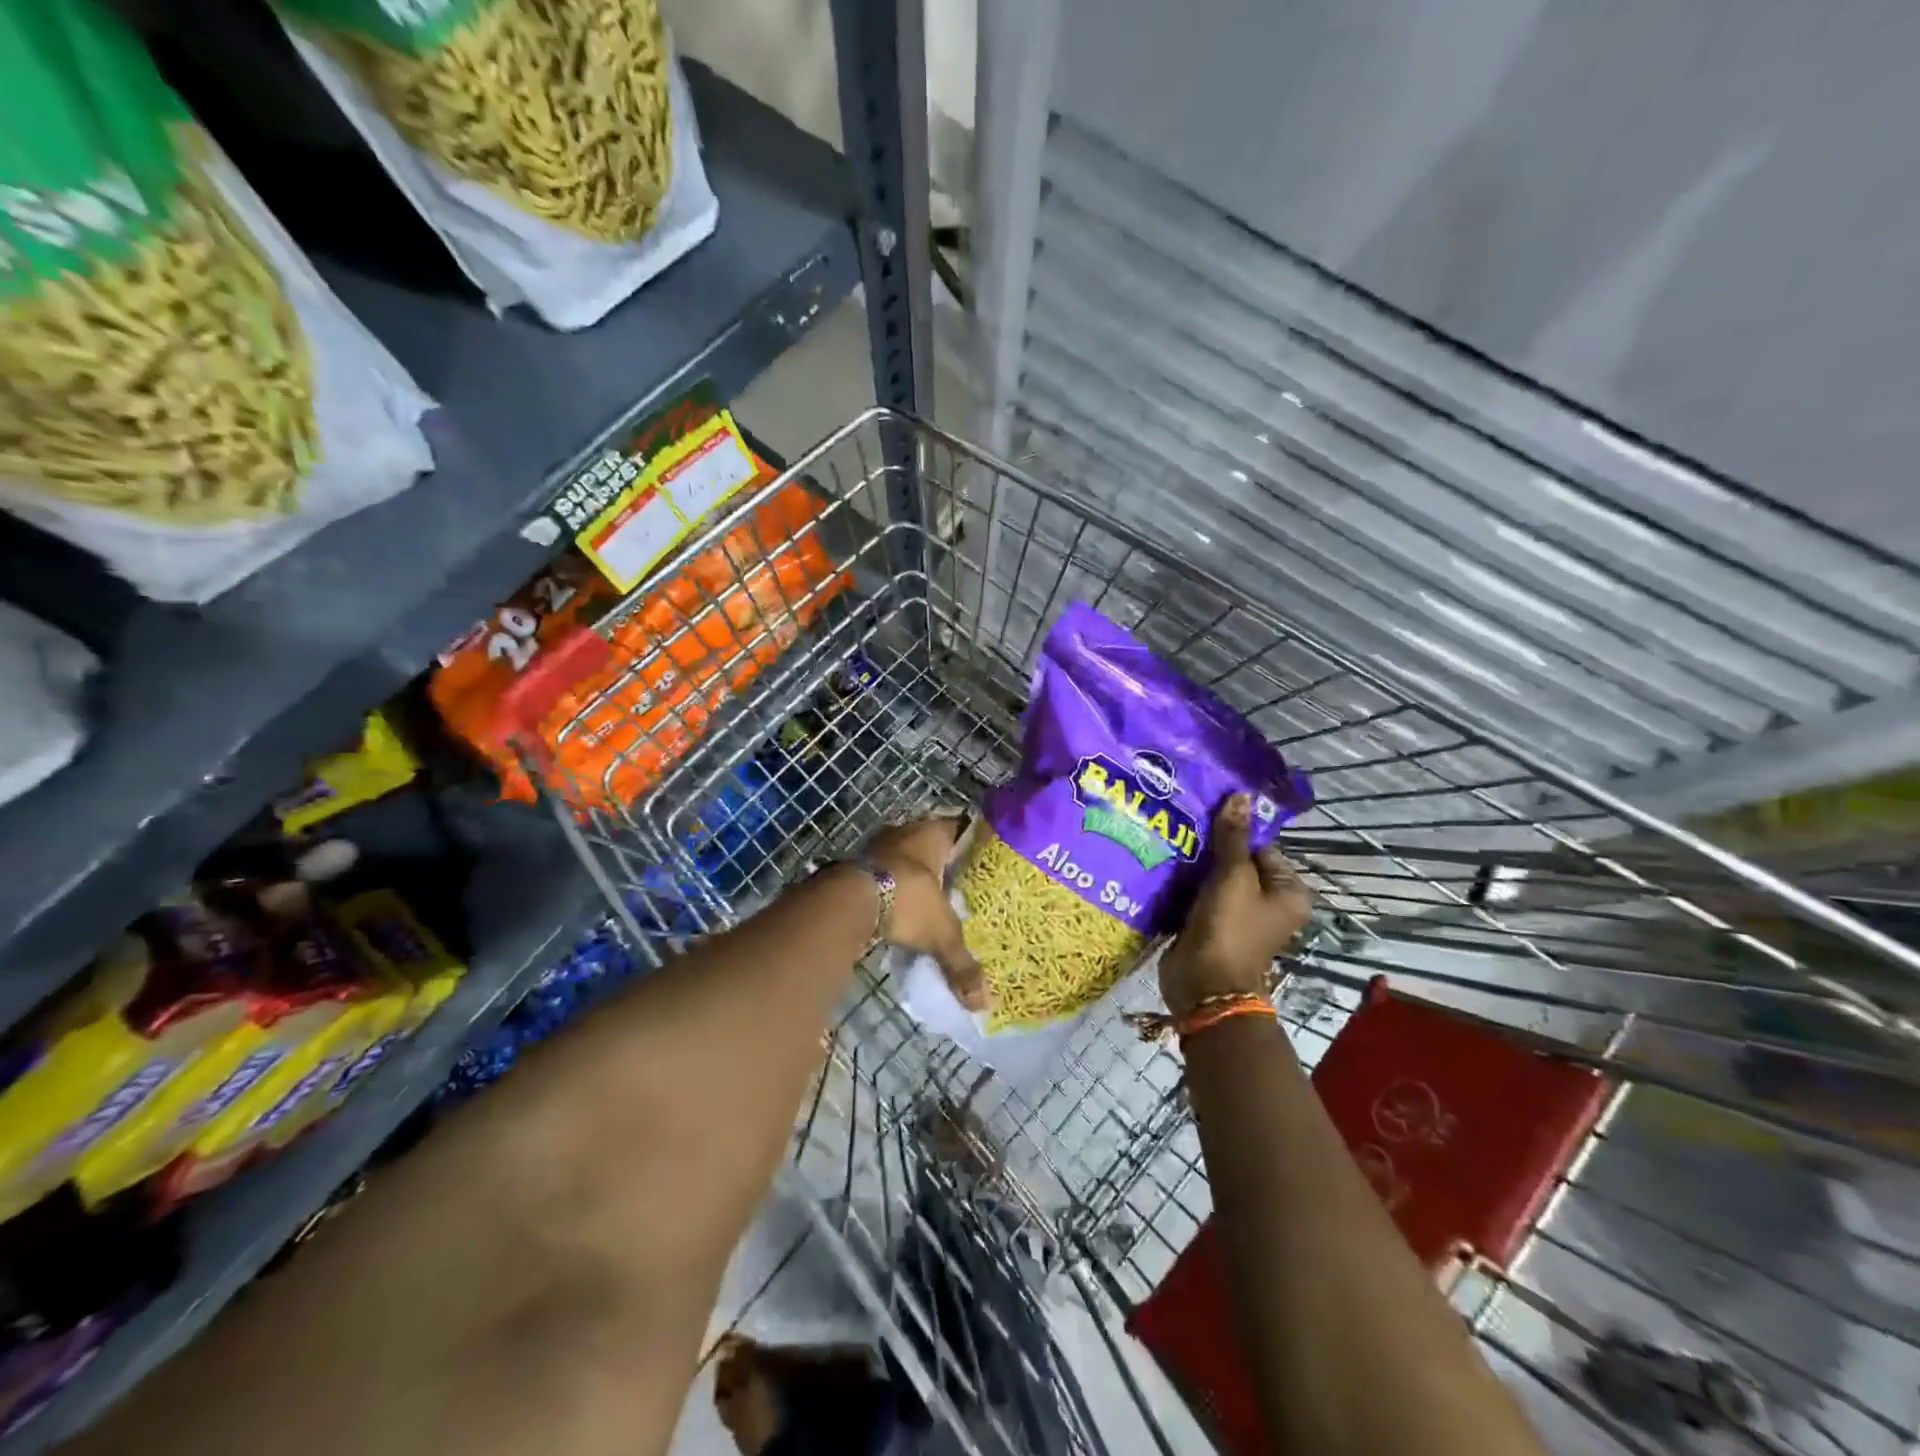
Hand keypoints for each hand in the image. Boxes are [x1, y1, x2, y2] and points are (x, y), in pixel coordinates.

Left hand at [866, 813, 985, 1010]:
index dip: (972, 844)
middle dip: (943, 864)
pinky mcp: (857, 864)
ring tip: (931, 899)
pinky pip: (884, 872)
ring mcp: (878, 845)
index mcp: (933, 833)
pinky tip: (900, 907)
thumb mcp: (941, 933)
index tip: (984, 861)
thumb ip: (961, 963)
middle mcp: (906, 830)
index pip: (961, 829)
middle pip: (931, 843)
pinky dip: (892, 887)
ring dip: (914, 874)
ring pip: (905, 857)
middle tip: (961, 885)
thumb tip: (982, 1004)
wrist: (849, 899)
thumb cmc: (906, 900)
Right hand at [1161, 793, 1312, 1016]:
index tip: (1204, 814)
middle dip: (1210, 847)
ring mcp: (1239, 915)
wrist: (1203, 986)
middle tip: (1182, 823)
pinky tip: (1165, 864)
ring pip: (1216, 878)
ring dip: (1195, 864)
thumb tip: (1241, 794)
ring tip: (1170, 838)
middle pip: (1239, 861)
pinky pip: (1200, 894)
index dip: (1234, 830)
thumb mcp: (1233, 877)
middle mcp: (1269, 903)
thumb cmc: (1229, 928)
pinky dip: (1185, 883)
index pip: (1262, 846)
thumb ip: (1233, 836)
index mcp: (1289, 892)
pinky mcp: (1212, 924)